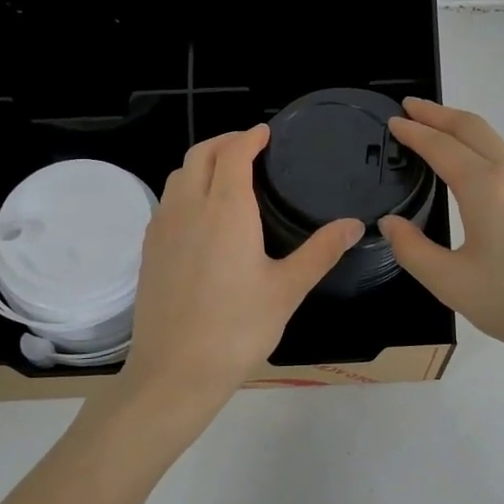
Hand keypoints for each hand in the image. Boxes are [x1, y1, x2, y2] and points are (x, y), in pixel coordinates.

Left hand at [119, 126, 361, 437]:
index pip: (234, 154)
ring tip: (226, 174)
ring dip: (202, 162)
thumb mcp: (287, 290)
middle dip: (224, 142)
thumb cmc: (238, 329)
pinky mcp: (149, 249)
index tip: (265, 133)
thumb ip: (321, 251)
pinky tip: (201, 214)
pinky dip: (185, 188)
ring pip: (178, 175)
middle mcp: (189, 208)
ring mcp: (163, 228)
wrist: (175, 370)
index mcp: (225, 210)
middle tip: (248, 146)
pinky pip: (167, 201)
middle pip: (200, 154)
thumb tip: (354, 224)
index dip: (249, 137)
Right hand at [380, 99, 503, 381]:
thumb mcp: (452, 284)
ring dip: (462, 129)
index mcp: (487, 187)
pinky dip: (482, 148)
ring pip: (495, 140)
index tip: (393, 121)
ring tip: (436, 132)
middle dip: (438, 113)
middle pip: (473, 127)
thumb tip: (391, 223)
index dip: (414, 131)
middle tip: (410, 107)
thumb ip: (412, 249)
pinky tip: (473, 168)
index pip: (441, 146)